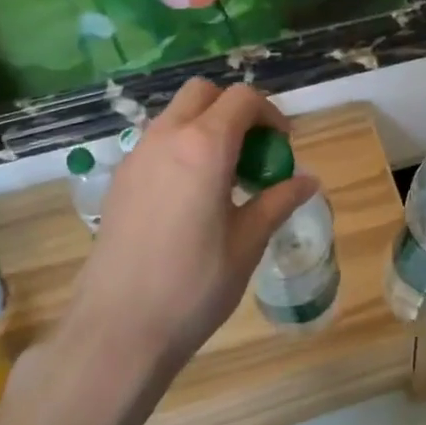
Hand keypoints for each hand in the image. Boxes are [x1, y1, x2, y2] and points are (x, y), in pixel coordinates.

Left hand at [58, 79, 318, 379]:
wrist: (117, 331)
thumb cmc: (193, 285)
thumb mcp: (248, 242)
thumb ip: (278, 201)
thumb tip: (309, 181)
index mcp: (204, 147)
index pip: (242, 98)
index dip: (270, 113)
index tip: (282, 145)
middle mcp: (166, 138)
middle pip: (203, 93)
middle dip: (234, 110)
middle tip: (253, 151)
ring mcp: (136, 158)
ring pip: (176, 115)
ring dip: (206, 127)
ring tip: (225, 177)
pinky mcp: (119, 181)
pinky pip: (156, 143)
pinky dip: (181, 148)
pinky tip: (191, 197)